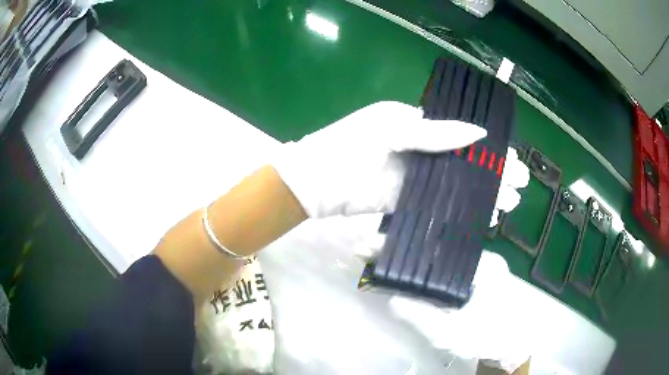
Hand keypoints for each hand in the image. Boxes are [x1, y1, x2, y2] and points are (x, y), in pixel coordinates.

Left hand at [273, 101, 527, 220]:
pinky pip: (438, 202)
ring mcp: (412, 176)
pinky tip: (482, 214)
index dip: (488, 147)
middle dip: (493, 172)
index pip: (460, 133)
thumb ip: (434, 134)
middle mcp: (417, 148)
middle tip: (521, 184)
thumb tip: (478, 133)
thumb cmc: (349, 147)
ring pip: (455, 182)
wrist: (314, 183)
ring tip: (509, 203)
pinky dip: (460, 207)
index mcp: (414, 124)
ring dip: (482, 191)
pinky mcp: (404, 199)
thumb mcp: (391, 132)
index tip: (513, 159)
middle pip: (463, 159)